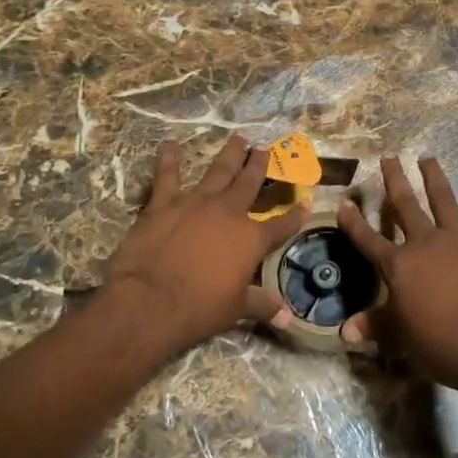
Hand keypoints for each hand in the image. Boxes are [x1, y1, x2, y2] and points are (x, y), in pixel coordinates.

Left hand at [103, 136, 307, 354]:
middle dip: (259, 165)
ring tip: (238, 138)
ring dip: (229, 154)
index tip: (307, 203)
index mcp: (251, 238)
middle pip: (249, 182)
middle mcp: (229, 212)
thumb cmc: (199, 308)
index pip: (281, 225)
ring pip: (218, 171)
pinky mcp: (164, 203)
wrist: (151, 301)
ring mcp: (196, 202)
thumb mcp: (236, 309)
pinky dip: (169, 160)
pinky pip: (168, 176)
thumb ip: (262, 306)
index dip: (295, 215)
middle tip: (265, 149)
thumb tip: (288, 318)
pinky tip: (169, 145)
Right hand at [337, 155, 457, 398]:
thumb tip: (344, 331)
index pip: (368, 240)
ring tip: (428, 158)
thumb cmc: (443, 346)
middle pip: (405, 206)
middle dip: (394, 181)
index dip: (353, 223)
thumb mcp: (403, 338)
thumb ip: (375, 327)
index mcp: (399, 267)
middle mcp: (425, 244)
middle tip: (389, 158)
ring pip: (442, 201)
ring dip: (434, 178)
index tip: (344, 203)